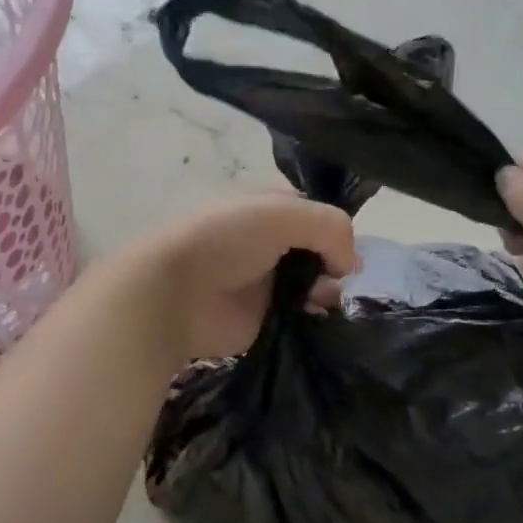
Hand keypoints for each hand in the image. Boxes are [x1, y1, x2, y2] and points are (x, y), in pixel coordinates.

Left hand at [125, 193, 357, 361]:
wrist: (174, 294)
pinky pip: (303, 314)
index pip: (313, 211)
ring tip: (328, 299)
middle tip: (341, 279)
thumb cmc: (224, 239)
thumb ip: (330, 227)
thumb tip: (349, 267)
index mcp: (266, 205)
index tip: (345, 247)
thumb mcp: (283, 213)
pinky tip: (322, 318)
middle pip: (318, 248)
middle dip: (336, 261)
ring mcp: (265, 279)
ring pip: (315, 282)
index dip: (333, 227)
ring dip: (329, 290)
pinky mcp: (264, 316)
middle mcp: (268, 240)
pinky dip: (317, 316)